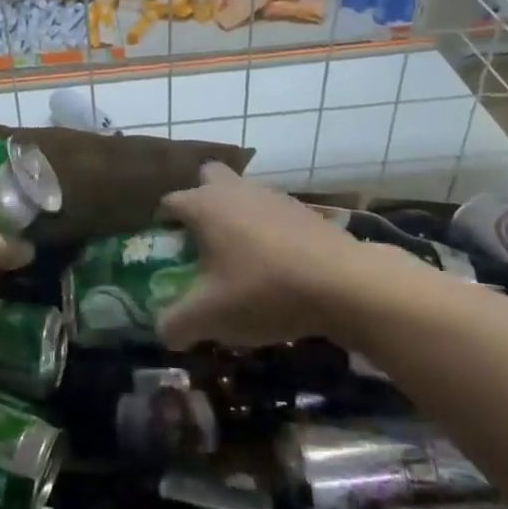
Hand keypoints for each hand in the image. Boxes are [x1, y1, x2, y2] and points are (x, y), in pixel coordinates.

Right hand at [155, 163, 379, 348]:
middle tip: (201, 238)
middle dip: (200, 198)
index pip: (169, 201)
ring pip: (243, 193)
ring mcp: (273, 197)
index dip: (161, 223)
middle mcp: (235, 190)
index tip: (163, 249)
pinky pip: (273, 213)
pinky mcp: (305, 211)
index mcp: (204, 205)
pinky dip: (268, 231)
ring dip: (236, 215)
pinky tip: (277, 266)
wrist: (346, 285)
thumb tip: (162, 332)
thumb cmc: (263, 291)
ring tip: (240, 258)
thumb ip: (175, 324)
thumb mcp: (209, 317)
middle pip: (208, 176)